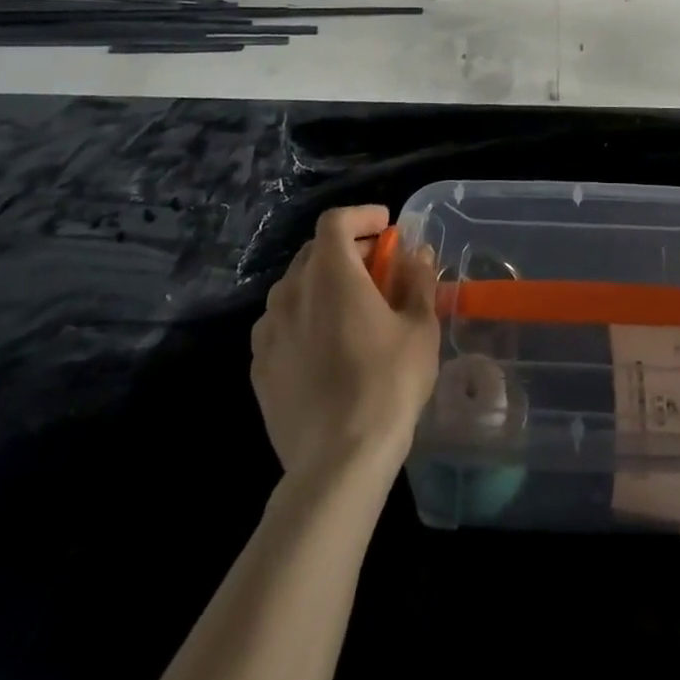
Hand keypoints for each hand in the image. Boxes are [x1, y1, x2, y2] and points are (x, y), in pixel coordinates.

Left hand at [252, 205, 439, 476]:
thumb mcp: (420, 328)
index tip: (387, 227)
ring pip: (295, 287)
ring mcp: (269, 331)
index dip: (362, 216)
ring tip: (353, 308)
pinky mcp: (259, 367)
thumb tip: (417, 254)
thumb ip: (417, 281)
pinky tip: (327, 345)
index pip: (336, 221)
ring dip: (324, 283)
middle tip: (379, 268)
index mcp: (331, 274)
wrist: (337, 463)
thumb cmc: (387, 384)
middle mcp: (291, 292)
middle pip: (315, 251)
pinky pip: (282, 324)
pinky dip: (305, 317)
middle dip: (348, 249)